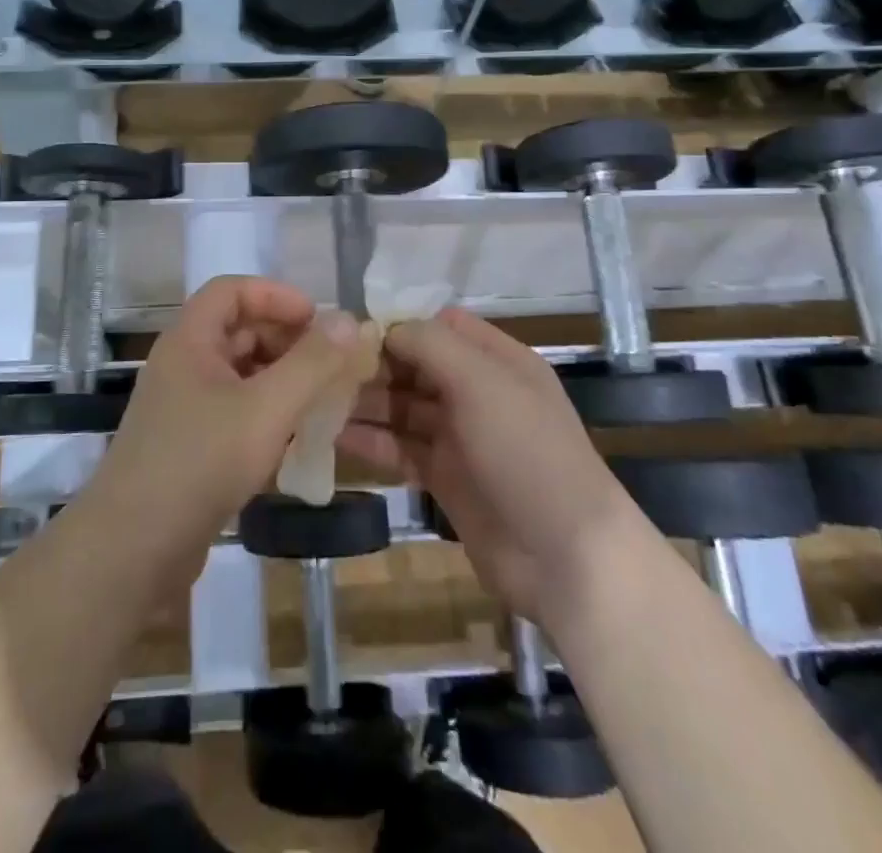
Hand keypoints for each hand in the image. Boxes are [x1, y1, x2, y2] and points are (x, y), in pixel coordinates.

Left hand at [89, 277, 376, 572]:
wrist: (133, 550)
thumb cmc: (200, 463)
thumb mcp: (266, 409)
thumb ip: (311, 363)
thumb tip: (348, 320)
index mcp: (190, 341)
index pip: (231, 290)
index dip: (275, 295)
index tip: (318, 320)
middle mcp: (182, 365)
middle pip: (237, 330)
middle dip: (286, 341)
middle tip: (329, 365)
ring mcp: (182, 407)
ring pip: (239, 375)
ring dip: (280, 380)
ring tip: (321, 402)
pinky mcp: (187, 446)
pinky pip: (233, 412)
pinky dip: (266, 414)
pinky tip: (295, 441)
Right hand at [338, 310, 626, 624]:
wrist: (565, 557)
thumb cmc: (525, 451)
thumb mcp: (482, 382)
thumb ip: (430, 345)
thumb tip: (386, 328)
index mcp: (496, 361)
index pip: (440, 326)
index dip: (398, 324)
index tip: (350, 331)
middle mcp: (478, 392)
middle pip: (416, 366)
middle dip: (373, 365)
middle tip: (320, 369)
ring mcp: (461, 437)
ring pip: (403, 407)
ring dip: (365, 402)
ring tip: (316, 400)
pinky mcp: (445, 477)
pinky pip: (401, 448)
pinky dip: (371, 440)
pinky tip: (333, 436)